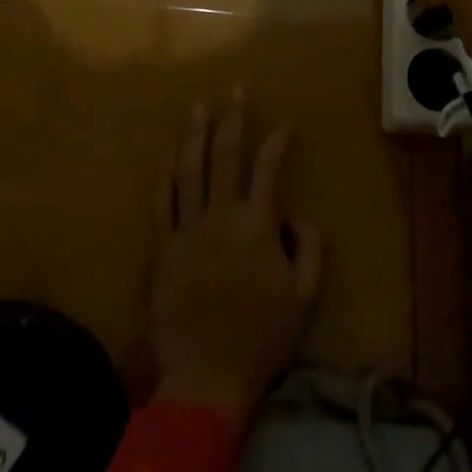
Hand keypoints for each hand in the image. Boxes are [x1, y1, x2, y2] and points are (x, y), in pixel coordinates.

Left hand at [150, 94, 323, 421]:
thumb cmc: (261, 339)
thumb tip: (297, 215)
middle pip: (224, 156)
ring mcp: (186, 231)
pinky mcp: (161, 250)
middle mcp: (220, 217)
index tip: (284, 126)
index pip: (268, 168)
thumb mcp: (306, 297)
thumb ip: (311, 248)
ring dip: (195, 134)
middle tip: (235, 91)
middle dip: (232, 119)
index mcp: (257, 226)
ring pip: (189, 171)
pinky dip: (165, 174)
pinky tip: (169, 155)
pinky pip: (161, 203)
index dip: (277, 142)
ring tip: (198, 107)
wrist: (206, 380)